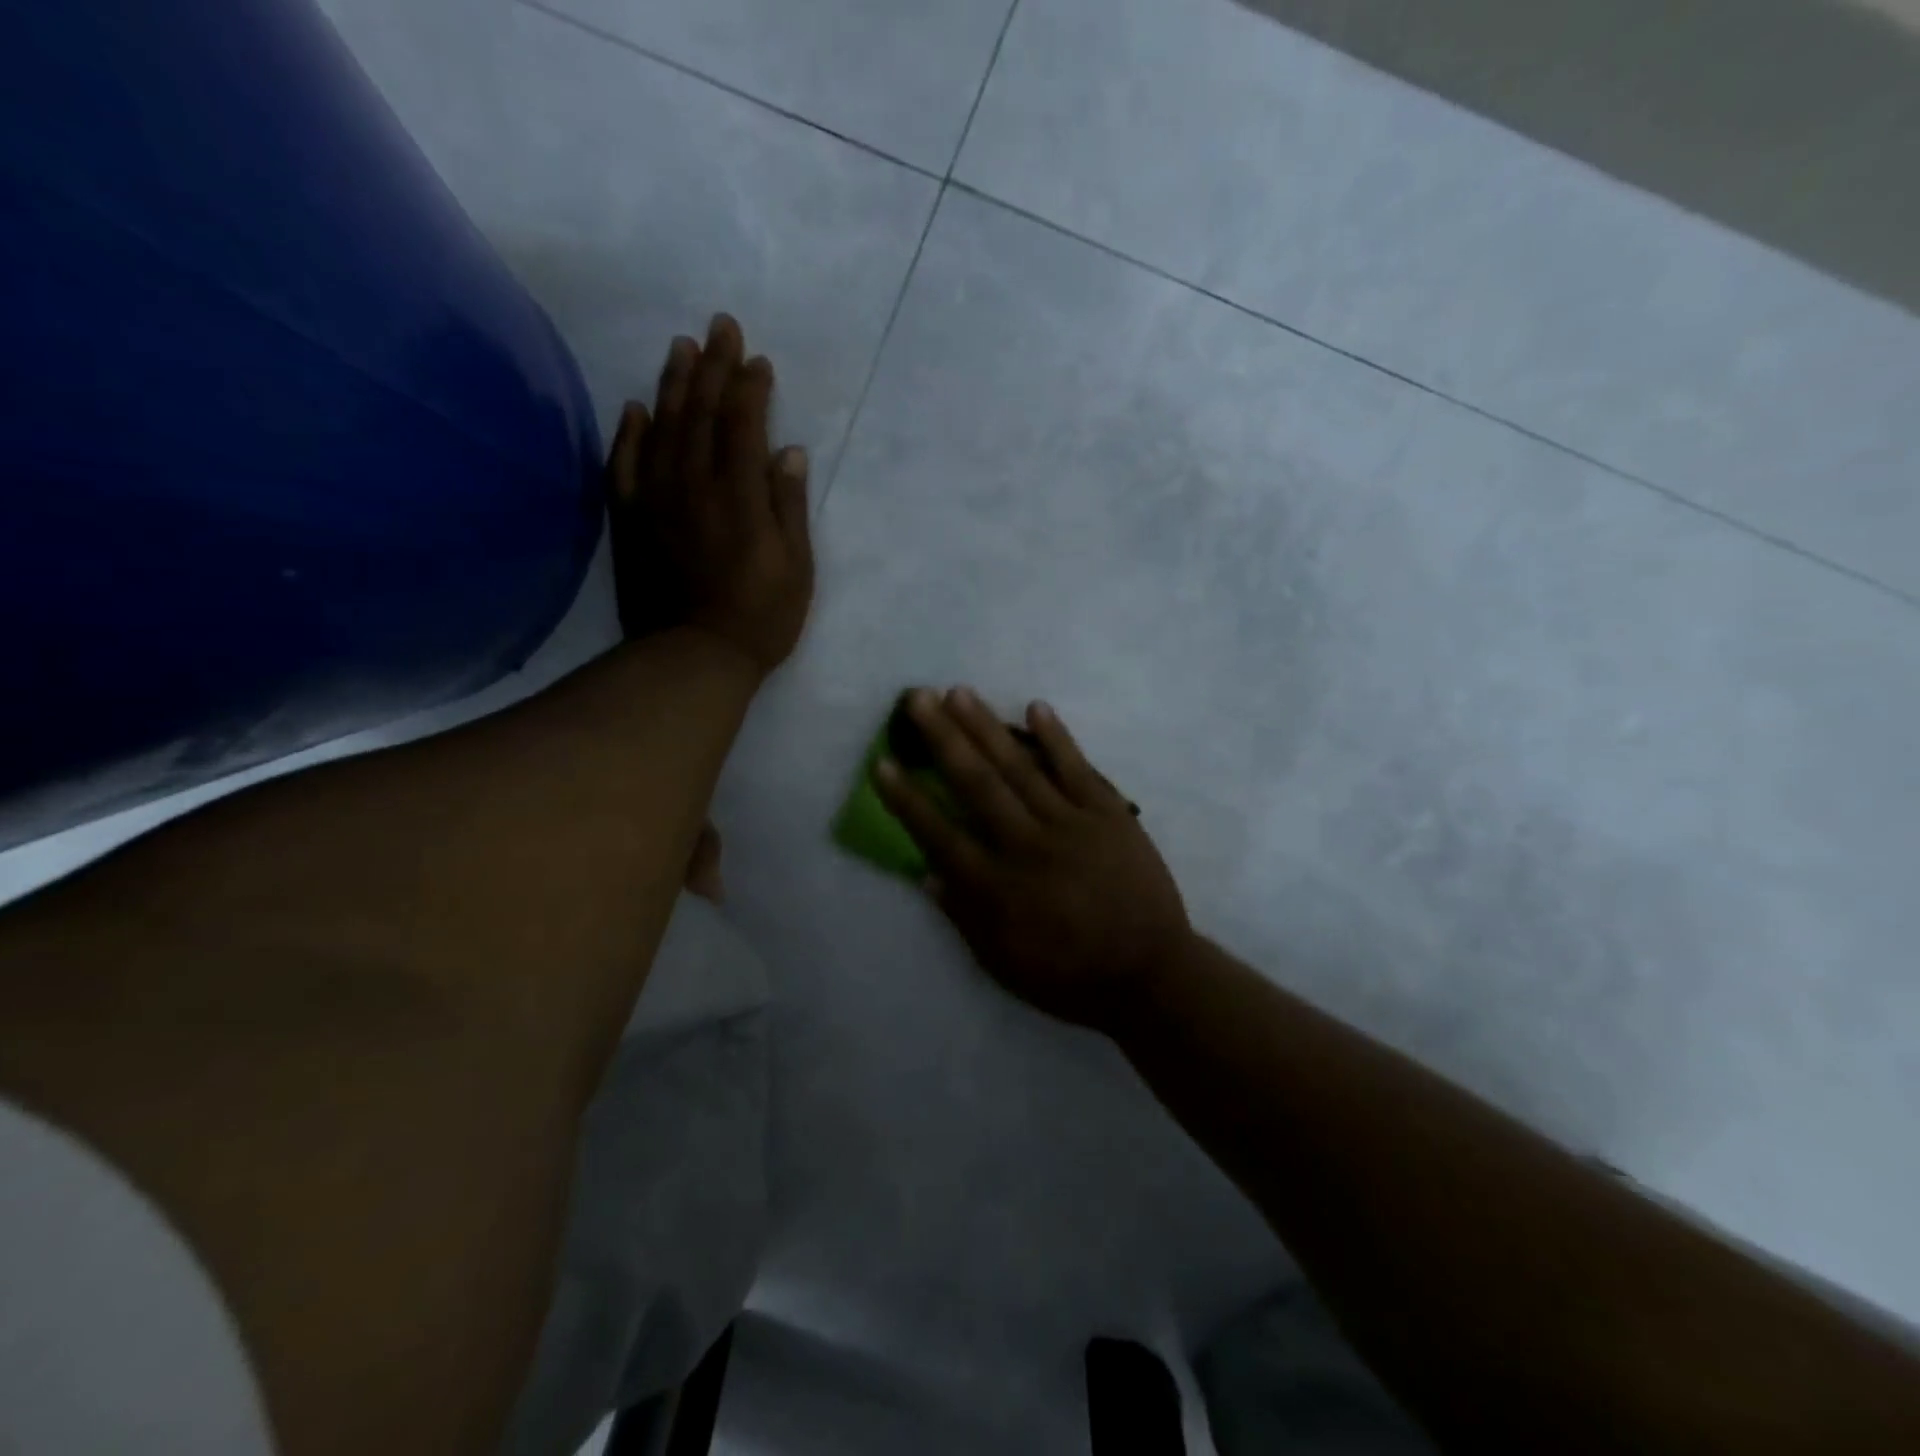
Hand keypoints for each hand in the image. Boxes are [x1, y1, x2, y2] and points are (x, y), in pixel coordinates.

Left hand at [607, 313, 814, 676]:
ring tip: (680, 348)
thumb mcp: (796, 568)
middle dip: (712, 366)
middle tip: (718, 326)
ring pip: (662, 428)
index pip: (742, 424)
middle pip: (701, 413)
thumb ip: (789, 506)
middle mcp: (694, 485)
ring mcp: (655, 500)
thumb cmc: (760, 617)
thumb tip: (787, 450)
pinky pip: (624, 465)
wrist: (692, 656)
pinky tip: (634, 407)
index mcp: (740, 496)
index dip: (750, 387)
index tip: (757, 358)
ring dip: (672, 384)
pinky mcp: (629, 520)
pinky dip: (629, 432)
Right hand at [874, 688, 1191, 1032]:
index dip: (907, 798)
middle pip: (977, 783)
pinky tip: (1036, 707)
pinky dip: (1057, 737)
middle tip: (917, 698)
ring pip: (1020, 767)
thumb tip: (926, 874)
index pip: (939, 834)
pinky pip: (1078, 769)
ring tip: (959, 692)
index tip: (882, 763)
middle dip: (943, 738)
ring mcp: (1070, 824)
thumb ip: (963, 917)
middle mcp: (1026, 846)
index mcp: (996, 888)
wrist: (1149, 974)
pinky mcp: (1109, 815)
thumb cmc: (1069, 976)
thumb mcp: (1003, 964)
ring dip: (987, 727)